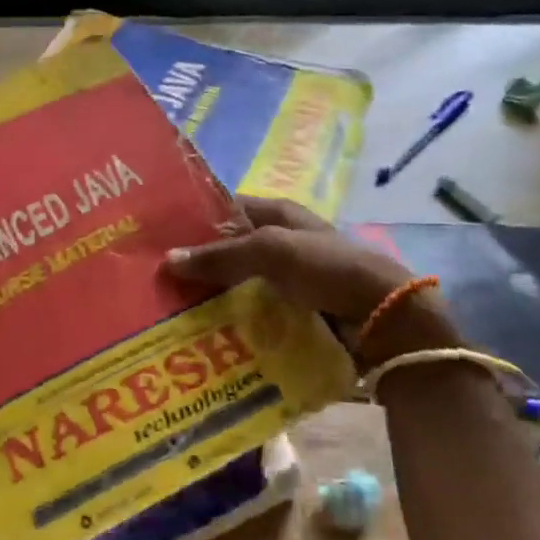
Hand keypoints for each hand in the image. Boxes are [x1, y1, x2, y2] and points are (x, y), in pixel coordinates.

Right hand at [166, 196, 460, 369]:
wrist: (386, 319)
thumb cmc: (328, 268)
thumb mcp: (272, 250)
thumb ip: (221, 254)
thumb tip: (168, 260)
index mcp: (277, 214)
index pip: (224, 208)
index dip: (193, 218)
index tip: (156, 236)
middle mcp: (279, 243)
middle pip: (227, 249)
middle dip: (196, 263)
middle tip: (154, 280)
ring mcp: (286, 280)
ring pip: (237, 283)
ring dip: (210, 296)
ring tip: (169, 311)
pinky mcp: (293, 312)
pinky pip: (252, 312)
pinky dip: (231, 320)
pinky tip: (204, 332)